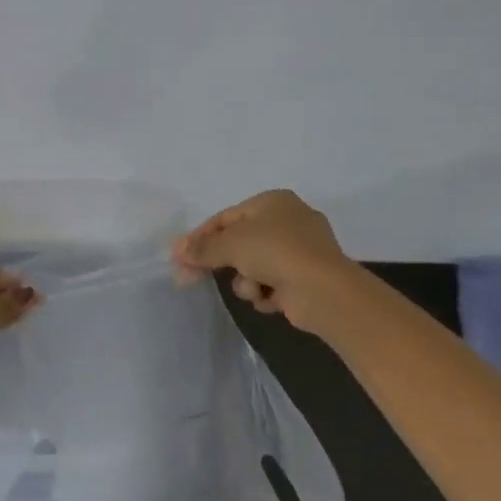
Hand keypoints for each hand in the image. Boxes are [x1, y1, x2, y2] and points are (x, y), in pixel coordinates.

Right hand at [172, 190, 355, 332]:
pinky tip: (271, 298)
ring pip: (253, 266)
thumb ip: (202, 248)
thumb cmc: (275, 252)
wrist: (323, 290)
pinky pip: (271, 284)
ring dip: (246, 281)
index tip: (179, 256)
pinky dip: (266, 293)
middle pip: (239, 242)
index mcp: (273, 201)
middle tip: (191, 277)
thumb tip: (178, 252)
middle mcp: (288, 221)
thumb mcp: (230, 244)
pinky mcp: (305, 279)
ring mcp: (300, 251)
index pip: (226, 217)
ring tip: (254, 288)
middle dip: (221, 262)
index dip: (200, 236)